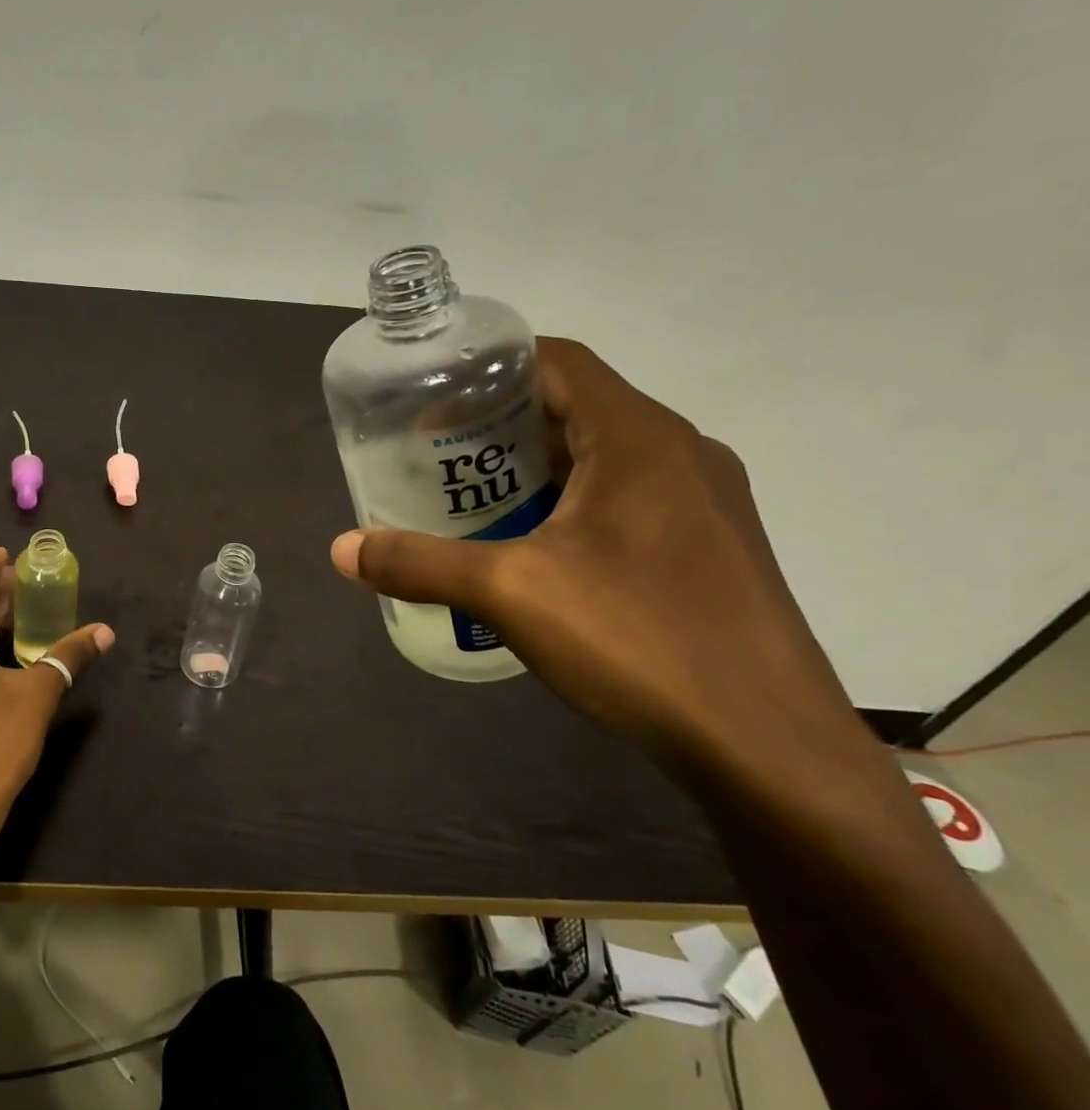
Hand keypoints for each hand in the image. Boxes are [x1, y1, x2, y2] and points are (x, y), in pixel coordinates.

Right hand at [331, 338, 860, 771]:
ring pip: (601, 453)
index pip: (556, 360)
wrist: (770, 749)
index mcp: (639, 437)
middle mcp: (679, 453)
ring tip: (470, 494)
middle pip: (574, 405)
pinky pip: (625, 495)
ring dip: (533, 463)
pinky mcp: (709, 545)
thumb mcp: (510, 594)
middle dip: (498, 420)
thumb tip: (340, 550)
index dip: (489, 367)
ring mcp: (702, 501)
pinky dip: (568, 499)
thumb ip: (419, 563)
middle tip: (434, 450)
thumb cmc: (640, 642)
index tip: (430, 395)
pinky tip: (531, 546)